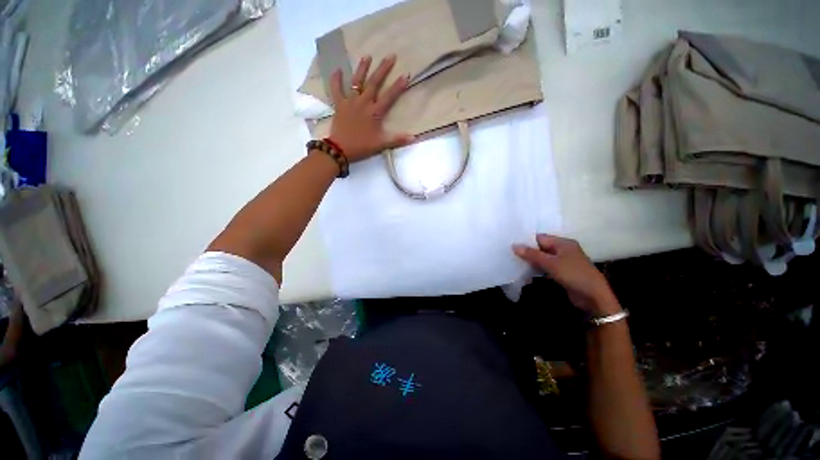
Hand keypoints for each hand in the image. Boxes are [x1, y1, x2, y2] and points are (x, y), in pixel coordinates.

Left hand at [327, 54, 414, 161]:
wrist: (341, 148)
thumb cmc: (362, 146)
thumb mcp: (381, 144)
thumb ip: (397, 139)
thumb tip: (414, 138)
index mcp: (374, 112)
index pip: (389, 97)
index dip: (398, 86)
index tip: (406, 74)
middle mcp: (363, 103)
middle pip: (374, 83)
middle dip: (383, 69)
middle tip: (390, 56)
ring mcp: (350, 101)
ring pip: (357, 81)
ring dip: (362, 68)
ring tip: (367, 56)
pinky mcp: (339, 104)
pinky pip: (336, 89)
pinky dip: (336, 79)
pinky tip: (337, 69)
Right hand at [513, 234, 619, 314]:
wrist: (593, 296)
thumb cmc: (573, 274)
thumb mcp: (550, 263)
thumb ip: (532, 254)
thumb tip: (514, 245)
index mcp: (563, 243)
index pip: (540, 237)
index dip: (526, 240)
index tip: (512, 243)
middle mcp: (563, 250)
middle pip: (541, 247)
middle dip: (528, 251)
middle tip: (511, 253)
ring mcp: (564, 261)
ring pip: (543, 258)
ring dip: (532, 260)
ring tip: (515, 261)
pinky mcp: (562, 272)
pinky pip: (547, 267)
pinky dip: (538, 268)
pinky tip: (526, 270)